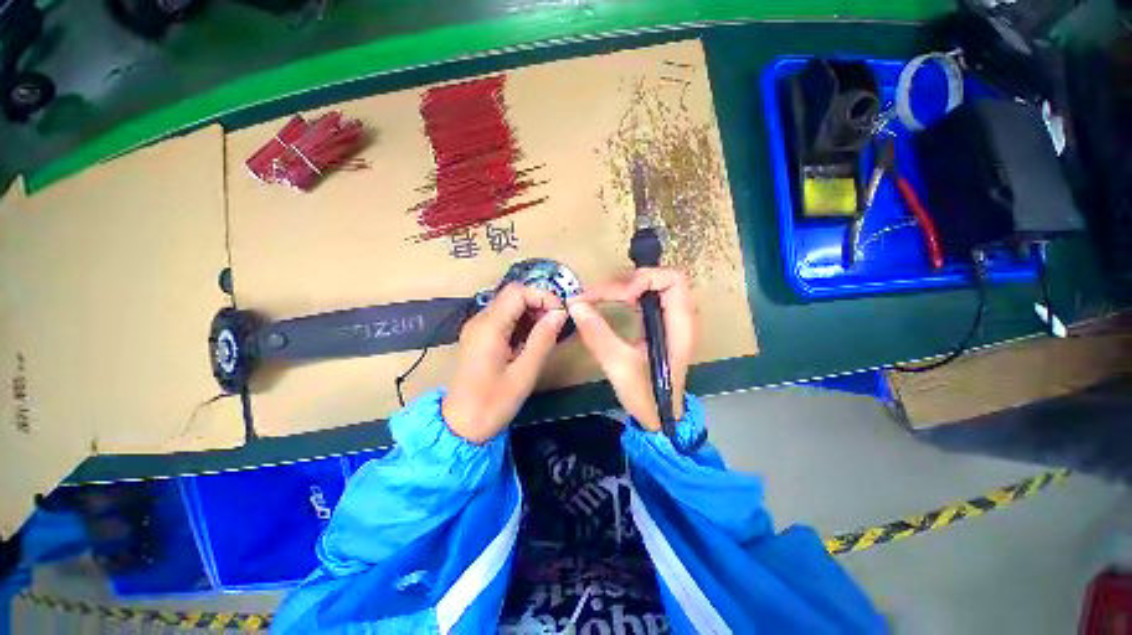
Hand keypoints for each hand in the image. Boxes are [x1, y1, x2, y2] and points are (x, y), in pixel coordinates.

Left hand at [442, 283, 567, 443]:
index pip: (517, 293)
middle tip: (556, 323)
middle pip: (512, 296)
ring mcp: (477, 329)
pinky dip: (521, 323)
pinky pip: (503, 319)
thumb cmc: (493, 403)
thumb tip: (560, 314)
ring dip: (531, 313)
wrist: (460, 426)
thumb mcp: (524, 373)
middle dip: (538, 303)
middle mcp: (480, 321)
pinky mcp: (479, 338)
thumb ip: (543, 340)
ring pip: (508, 306)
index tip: (560, 313)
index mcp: (489, 327)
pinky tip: (532, 340)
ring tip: (548, 332)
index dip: (542, 296)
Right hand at [567, 268, 696, 430]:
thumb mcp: (618, 366)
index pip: (673, 280)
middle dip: (627, 281)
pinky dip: (626, 296)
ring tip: (597, 296)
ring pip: (651, 286)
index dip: (645, 280)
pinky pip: (646, 298)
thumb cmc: (646, 396)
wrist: (660, 418)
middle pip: (660, 279)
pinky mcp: (660, 325)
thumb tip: (575, 305)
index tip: (621, 297)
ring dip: (624, 286)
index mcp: (679, 326)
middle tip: (597, 294)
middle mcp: (679, 318)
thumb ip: (597, 334)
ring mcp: (670, 320)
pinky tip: (610, 302)